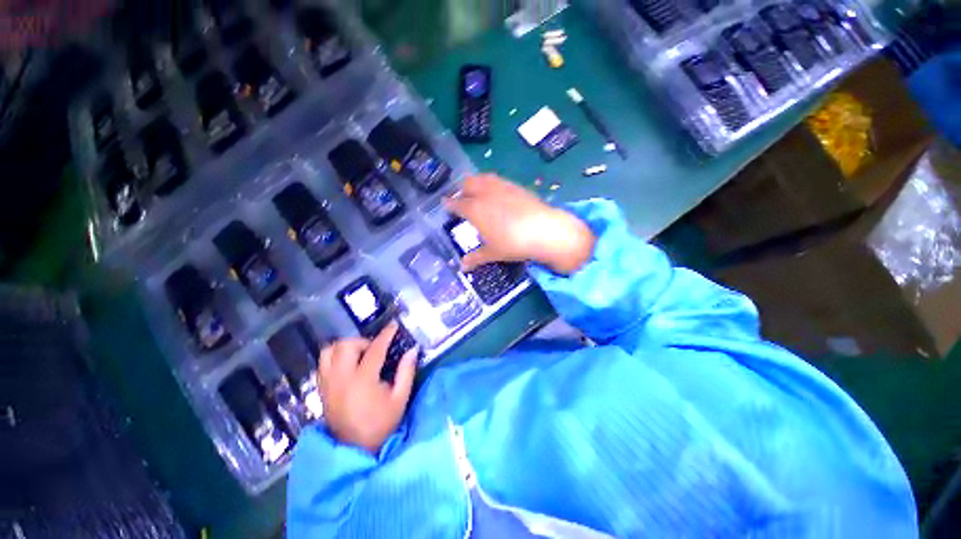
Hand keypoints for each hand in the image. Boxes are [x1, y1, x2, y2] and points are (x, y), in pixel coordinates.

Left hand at [318, 322, 417, 453]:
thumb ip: (406, 372)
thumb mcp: (400, 399)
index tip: (394, 326)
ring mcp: (328, 384)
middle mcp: (341, 379)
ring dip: (346, 347)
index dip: (386, 335)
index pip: (375, 350)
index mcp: (363, 381)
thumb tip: (412, 350)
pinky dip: (335, 357)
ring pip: (329, 351)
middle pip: (346, 346)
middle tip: (375, 349)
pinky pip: (323, 363)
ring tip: (360, 355)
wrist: (356, 449)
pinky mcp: (322, 389)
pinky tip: (348, 364)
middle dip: (363, 341)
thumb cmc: (381, 423)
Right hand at [444, 174, 595, 274]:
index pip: (457, 204)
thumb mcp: (493, 253)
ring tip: (478, 192)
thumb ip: (476, 258)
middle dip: (462, 190)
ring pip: (483, 178)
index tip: (446, 205)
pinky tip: (499, 194)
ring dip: (477, 183)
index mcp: (475, 209)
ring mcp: (502, 187)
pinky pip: (499, 180)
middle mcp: (486, 194)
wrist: (545, 230)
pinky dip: (493, 184)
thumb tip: (462, 267)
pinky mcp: (517, 186)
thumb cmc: (513, 243)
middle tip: (463, 199)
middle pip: (468, 184)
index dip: (449, 204)